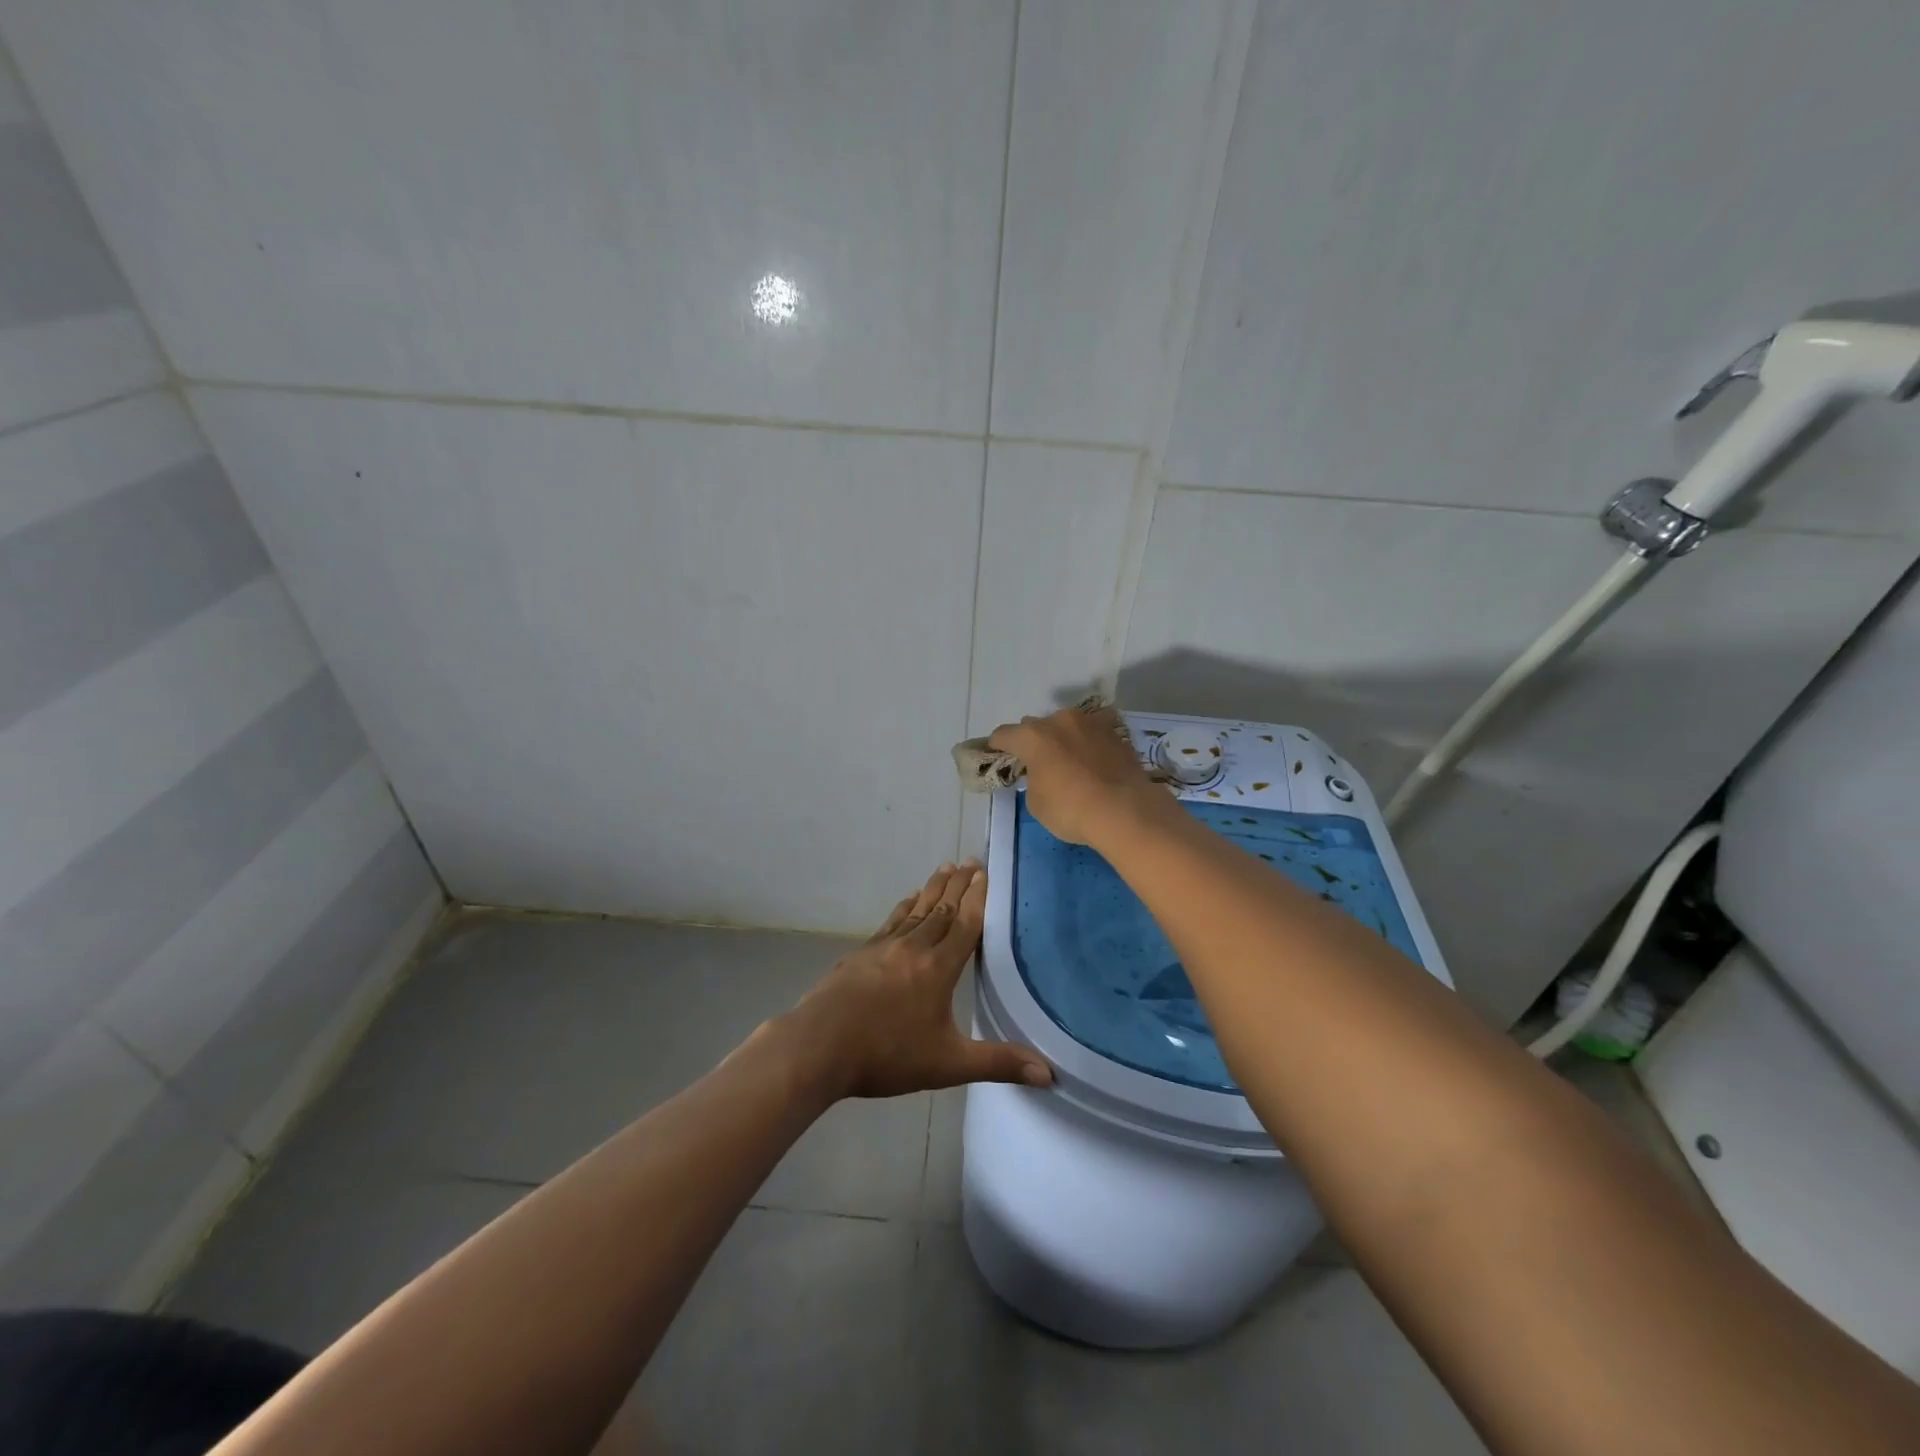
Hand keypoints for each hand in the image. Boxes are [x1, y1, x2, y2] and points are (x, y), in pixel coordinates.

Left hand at [785, 862, 1052, 1099]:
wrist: (820, 1046)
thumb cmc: (887, 1054)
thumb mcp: (948, 1064)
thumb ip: (997, 1063)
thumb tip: (1049, 1074)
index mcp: (938, 969)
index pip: (965, 925)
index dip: (978, 898)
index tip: (985, 873)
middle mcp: (914, 948)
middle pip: (941, 909)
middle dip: (958, 885)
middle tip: (970, 861)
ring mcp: (884, 947)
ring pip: (916, 910)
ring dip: (933, 888)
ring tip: (945, 868)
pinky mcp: (861, 953)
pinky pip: (891, 921)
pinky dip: (905, 907)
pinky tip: (908, 900)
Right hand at [988, 704, 1167, 845]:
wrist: (1125, 811)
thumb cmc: (1071, 809)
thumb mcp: (1036, 802)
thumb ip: (1033, 779)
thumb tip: (1043, 773)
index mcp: (1032, 736)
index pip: (1003, 735)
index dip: (996, 747)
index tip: (996, 757)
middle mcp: (1059, 720)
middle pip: (1035, 726)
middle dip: (1032, 742)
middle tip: (1035, 763)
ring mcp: (1090, 722)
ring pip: (1066, 725)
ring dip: (1062, 738)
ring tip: (1068, 760)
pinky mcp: (1116, 732)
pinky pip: (1093, 732)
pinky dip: (1088, 742)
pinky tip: (1092, 759)